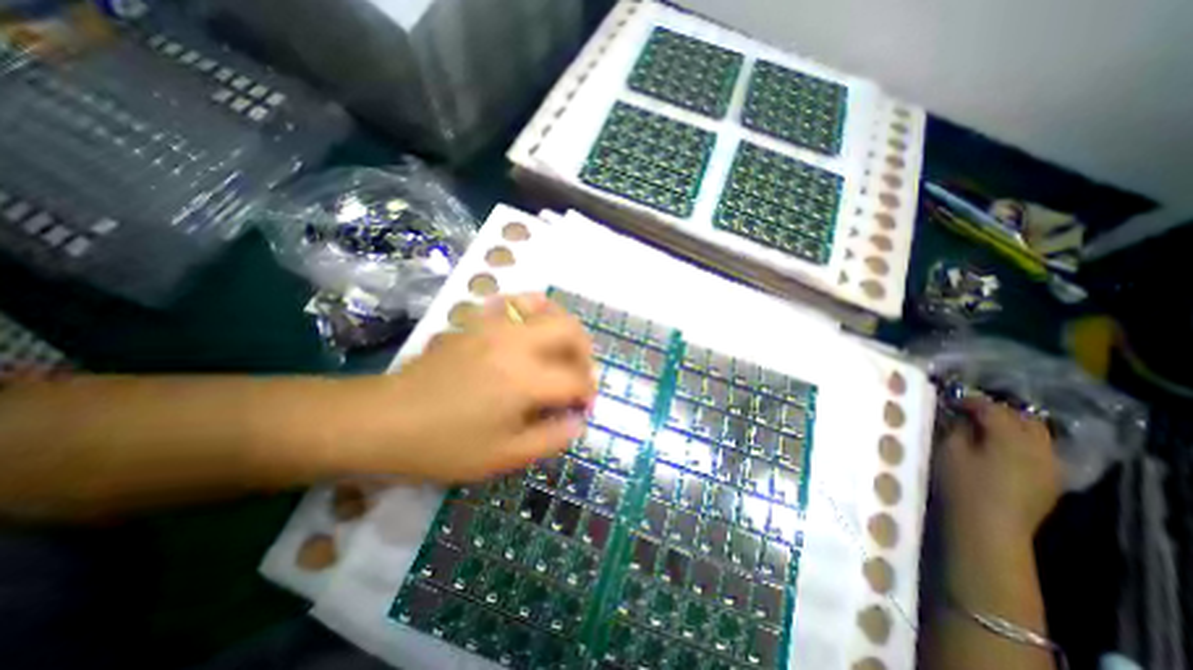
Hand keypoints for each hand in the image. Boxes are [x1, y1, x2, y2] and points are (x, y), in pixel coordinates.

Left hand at [331, 293, 596, 481]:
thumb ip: (551, 439)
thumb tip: (579, 423)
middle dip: (585, 352)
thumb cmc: (444, 445)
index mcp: (525, 380)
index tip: (583, 409)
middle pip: (571, 330)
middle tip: (580, 374)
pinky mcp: (477, 322)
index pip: (576, 380)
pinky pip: (514, 302)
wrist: (383, 420)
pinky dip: (533, 310)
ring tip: (561, 349)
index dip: (587, 395)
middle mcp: (516, 343)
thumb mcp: (503, 457)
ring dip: (563, 327)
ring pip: (546, 308)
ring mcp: (495, 327)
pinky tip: (530, 329)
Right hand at [936, 399, 1057, 544]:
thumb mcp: (950, 450)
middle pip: (1022, 418)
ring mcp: (1051, 465)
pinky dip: (1020, 443)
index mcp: (1011, 437)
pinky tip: (1000, 450)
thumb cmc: (962, 484)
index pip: (992, 408)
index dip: (970, 401)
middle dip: (997, 412)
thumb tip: (960, 416)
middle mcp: (1039, 447)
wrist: (990, 528)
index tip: (950, 402)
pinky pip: (1039, 451)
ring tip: (985, 430)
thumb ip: (957, 428)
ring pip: (1036, 434)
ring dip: (1011, 427)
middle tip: (970, 413)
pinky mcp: (1051, 481)